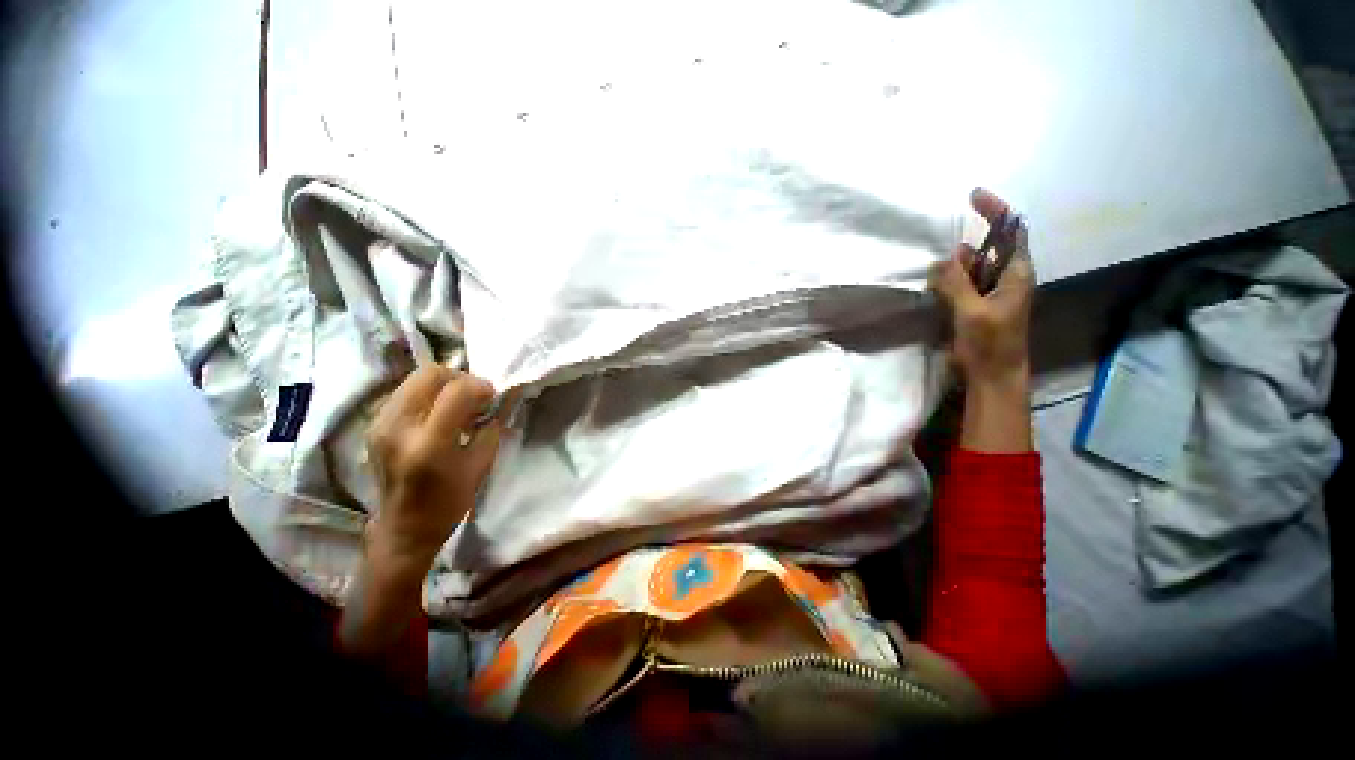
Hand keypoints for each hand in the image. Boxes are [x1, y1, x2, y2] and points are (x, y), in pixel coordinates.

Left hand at [366, 366, 502, 575]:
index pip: (456, 391)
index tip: (493, 397)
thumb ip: (491, 426)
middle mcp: (399, 427)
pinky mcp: (375, 424)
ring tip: (458, 405)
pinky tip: (439, 413)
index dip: (481, 386)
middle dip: (460, 377)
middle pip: (430, 374)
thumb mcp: (481, 464)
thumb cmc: (449, 501)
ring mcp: (381, 424)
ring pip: (415, 378)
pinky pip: (406, 392)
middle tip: (476, 396)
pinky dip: (428, 393)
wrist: (404, 527)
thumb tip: (499, 399)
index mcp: (429, 444)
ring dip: (444, 384)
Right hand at [929, 188, 1034, 387]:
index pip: (1012, 232)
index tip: (974, 196)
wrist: (993, 374)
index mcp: (1016, 274)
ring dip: (955, 268)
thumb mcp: (972, 311)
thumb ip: (956, 283)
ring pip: (971, 267)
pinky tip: (937, 288)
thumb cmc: (991, 343)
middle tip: (945, 268)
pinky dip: (950, 282)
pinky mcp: (976, 305)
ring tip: (938, 281)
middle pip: (988, 249)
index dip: (996, 211)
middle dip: (966, 250)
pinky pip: (962, 284)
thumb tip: (941, 260)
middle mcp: (1006, 278)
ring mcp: (991, 292)